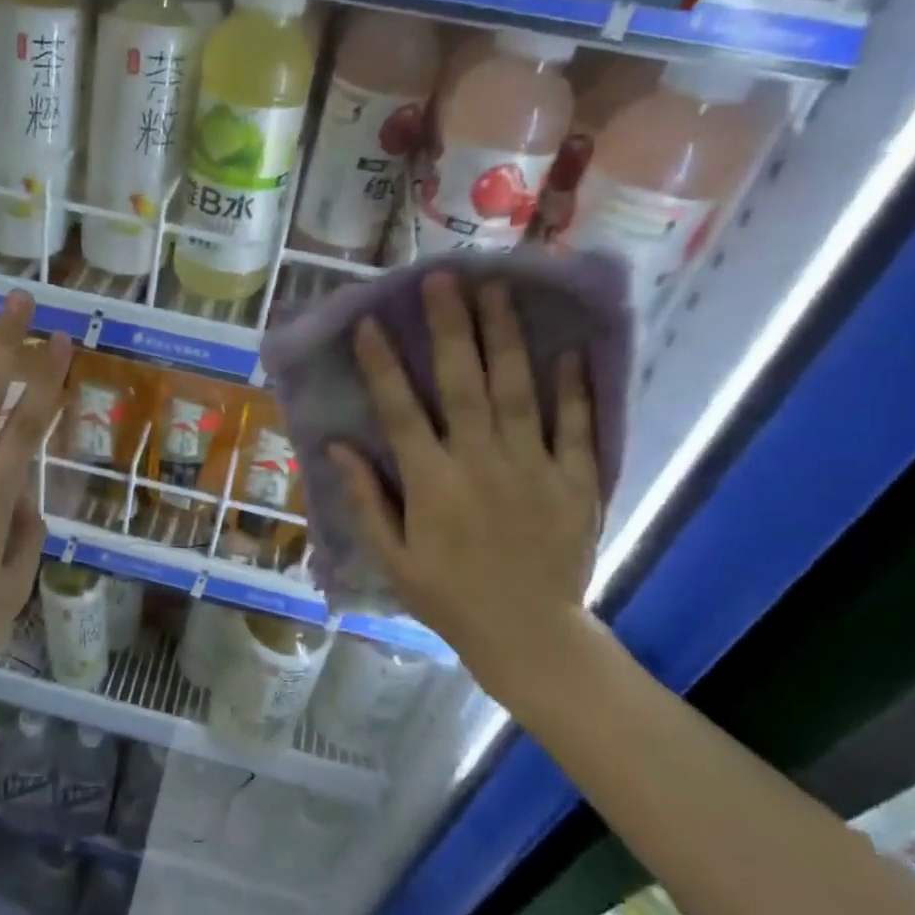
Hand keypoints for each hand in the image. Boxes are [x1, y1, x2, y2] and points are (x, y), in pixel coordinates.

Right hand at [327, 277, 602, 711]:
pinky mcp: (576, 480)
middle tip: (444, 278)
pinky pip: (578, 425)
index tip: (370, 323)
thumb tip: (336, 446)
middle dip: (450, 327)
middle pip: (463, 384)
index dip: (382, 364)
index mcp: (432, 483)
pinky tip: (567, 347)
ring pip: (518, 391)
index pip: (400, 410)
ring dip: (506, 337)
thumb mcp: (392, 556)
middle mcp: (481, 463)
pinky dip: (574, 386)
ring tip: (499, 290)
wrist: (529, 635)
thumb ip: (366, 497)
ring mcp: (534, 467)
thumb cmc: (448, 597)